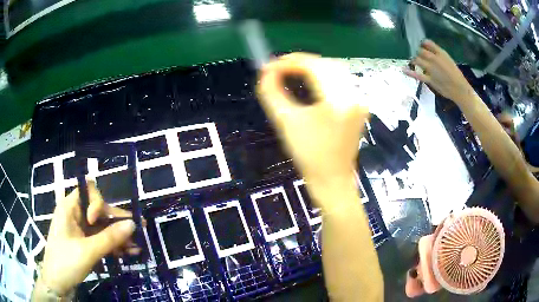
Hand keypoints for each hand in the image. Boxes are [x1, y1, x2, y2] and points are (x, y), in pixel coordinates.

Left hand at [39, 181, 137, 295]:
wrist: (57, 285)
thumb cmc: (66, 263)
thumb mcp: (88, 251)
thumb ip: (109, 238)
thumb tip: (133, 224)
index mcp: (69, 208)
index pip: (88, 191)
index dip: (97, 203)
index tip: (97, 221)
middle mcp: (75, 215)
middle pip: (99, 212)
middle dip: (117, 222)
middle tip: (139, 230)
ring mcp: (80, 231)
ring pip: (102, 228)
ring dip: (119, 237)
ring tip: (137, 247)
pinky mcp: (84, 244)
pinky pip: (101, 240)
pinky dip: (113, 246)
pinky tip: (128, 253)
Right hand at [257, 53, 368, 193]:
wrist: (332, 180)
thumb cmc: (308, 156)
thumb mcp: (285, 122)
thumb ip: (271, 92)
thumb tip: (265, 72)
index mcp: (339, 99)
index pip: (313, 65)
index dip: (289, 62)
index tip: (269, 67)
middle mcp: (354, 94)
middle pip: (326, 64)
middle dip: (300, 62)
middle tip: (278, 68)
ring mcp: (359, 100)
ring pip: (334, 70)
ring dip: (311, 68)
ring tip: (290, 73)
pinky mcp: (358, 105)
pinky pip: (340, 81)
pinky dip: (322, 77)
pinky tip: (309, 81)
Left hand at [404, 40, 473, 104]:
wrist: (459, 89)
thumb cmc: (455, 74)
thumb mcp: (448, 59)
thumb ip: (438, 53)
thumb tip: (427, 46)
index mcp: (441, 53)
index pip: (427, 43)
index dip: (422, 43)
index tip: (419, 44)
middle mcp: (434, 59)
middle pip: (420, 51)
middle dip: (417, 51)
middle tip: (415, 52)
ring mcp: (431, 69)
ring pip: (417, 60)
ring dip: (414, 59)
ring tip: (413, 59)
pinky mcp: (429, 79)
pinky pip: (417, 75)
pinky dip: (409, 72)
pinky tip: (403, 70)